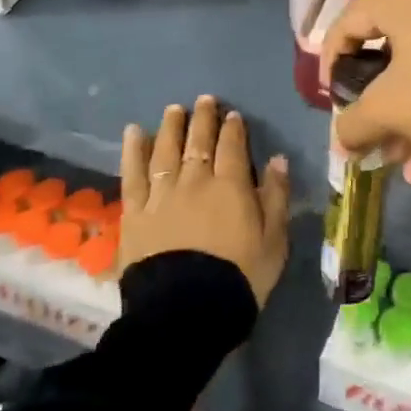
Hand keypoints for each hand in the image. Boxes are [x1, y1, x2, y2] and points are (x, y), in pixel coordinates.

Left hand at [119, 96, 291, 306]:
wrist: (188, 310)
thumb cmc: (240, 277)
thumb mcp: (274, 240)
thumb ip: (276, 197)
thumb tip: (278, 160)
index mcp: (231, 187)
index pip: (233, 148)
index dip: (233, 129)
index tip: (232, 115)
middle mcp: (195, 182)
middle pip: (198, 143)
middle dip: (203, 119)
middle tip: (204, 100)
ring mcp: (162, 195)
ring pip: (166, 152)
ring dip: (171, 128)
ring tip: (174, 109)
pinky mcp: (135, 214)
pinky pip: (132, 175)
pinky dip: (133, 152)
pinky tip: (133, 133)